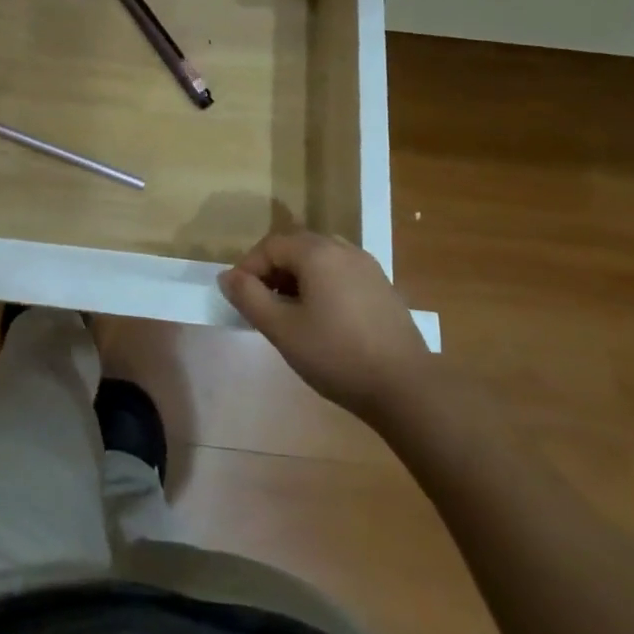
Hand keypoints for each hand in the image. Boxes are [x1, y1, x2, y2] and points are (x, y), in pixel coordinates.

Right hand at [218, 231, 428, 422]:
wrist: (407, 388)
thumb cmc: (337, 355)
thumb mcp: (283, 329)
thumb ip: (250, 298)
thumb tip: (227, 276)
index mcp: (317, 252)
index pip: (270, 245)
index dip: (249, 267)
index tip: (239, 298)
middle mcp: (342, 248)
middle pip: (296, 247)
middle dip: (272, 271)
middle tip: (261, 305)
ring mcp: (367, 266)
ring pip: (319, 260)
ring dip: (297, 278)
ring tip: (289, 313)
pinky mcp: (382, 287)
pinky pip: (340, 273)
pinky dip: (321, 285)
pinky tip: (322, 320)